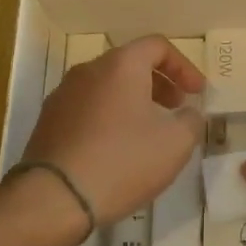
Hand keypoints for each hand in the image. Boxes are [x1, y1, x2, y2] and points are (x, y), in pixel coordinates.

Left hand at [21, 35, 204, 223]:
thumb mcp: (175, 144)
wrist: (54, 198)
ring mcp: (63, 95)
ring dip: (133, 101)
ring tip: (148, 132)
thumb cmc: (123, 161)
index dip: (184, 66)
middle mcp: (88, 70)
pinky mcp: (48, 122)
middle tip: (176, 108)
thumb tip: (188, 114)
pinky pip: (87, 108)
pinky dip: (109, 117)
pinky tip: (117, 149)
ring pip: (107, 87)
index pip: (157, 46)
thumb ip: (191, 121)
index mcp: (121, 65)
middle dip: (159, 83)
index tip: (197, 93)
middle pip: (130, 64)